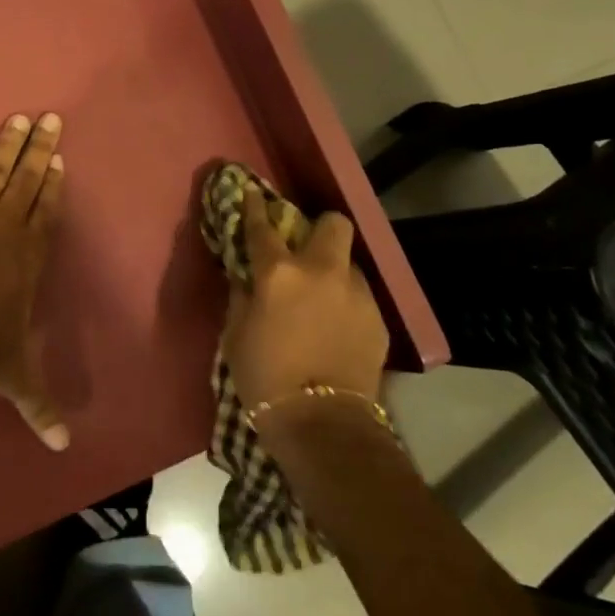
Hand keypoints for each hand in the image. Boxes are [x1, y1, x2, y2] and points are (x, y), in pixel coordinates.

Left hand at [0, 113, 69, 450]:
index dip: (55, 185)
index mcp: (30, 257)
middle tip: (49, 119)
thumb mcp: (16, 378)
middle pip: (28, 179)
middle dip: (39, 148)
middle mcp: (7, 228)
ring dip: (9, 145)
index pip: (48, 212)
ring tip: (18, 119)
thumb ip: (40, 408)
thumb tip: (64, 450)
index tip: (60, 160)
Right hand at [223, 188, 387, 412]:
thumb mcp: (236, 333)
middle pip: (332, 224)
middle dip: (319, 227)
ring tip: (323, 297)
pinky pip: (359, 296)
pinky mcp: (378, 319)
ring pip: (349, 263)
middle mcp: (322, 272)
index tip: (253, 192)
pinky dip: (346, 302)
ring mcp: (356, 293)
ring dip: (334, 271)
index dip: (255, 206)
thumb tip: (246, 276)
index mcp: (279, 273)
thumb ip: (242, 295)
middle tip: (306, 247)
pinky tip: (337, 327)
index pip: (262, 227)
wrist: (322, 423)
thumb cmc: (264, 377)